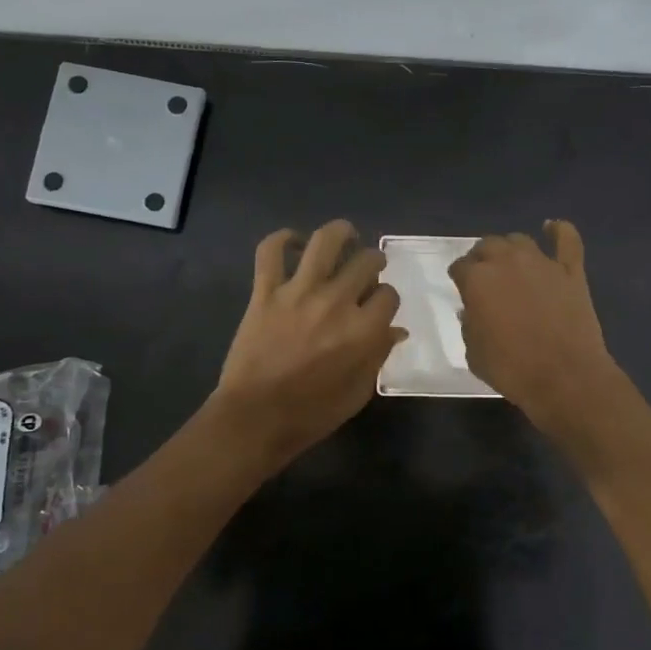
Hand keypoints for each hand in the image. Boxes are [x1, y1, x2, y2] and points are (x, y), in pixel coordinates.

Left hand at [212, 220, 405, 463]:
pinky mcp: (265, 292)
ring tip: (346, 235)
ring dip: (341, 232)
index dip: (387, 299)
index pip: (389, 295)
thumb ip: (378, 355)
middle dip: (373, 262)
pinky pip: (271, 252)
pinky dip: (282, 239)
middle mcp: (336, 302)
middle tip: (368, 269)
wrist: (255, 418)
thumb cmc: (312, 413)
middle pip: (365, 262)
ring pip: (325, 242)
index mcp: (363, 330)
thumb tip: (395, 331)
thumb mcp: (358, 392)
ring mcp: (298, 292)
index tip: (380, 306)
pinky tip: (294, 241)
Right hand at [450, 221, 619, 430]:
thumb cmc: (512, 370)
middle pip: (488, 246)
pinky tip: (552, 228)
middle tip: (483, 275)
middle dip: (481, 258)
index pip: (460, 267)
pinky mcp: (571, 271)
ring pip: (519, 240)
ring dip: (510, 248)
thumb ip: (470, 325)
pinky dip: (559, 231)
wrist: (565, 378)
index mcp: (478, 280)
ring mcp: (542, 263)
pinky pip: (567, 240)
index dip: (459, 277)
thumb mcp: (474, 353)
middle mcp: (507, 262)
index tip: (461, 287)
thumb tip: (474, 311)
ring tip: (510, 261)